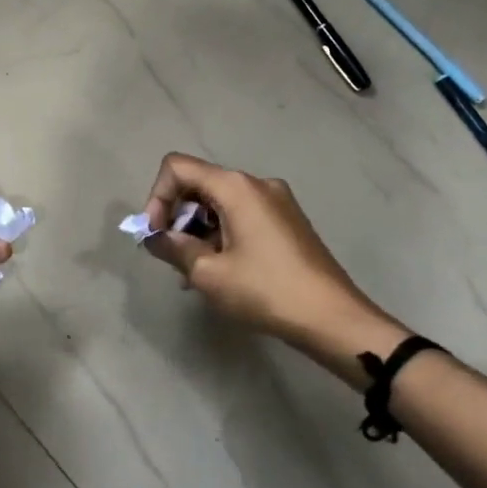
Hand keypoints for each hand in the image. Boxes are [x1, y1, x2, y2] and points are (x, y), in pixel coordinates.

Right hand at [139, 153, 402, 358]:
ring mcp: (277, 202)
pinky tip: (219, 273)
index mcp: (236, 187)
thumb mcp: (209, 273)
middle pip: (200, 184)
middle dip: (177, 217)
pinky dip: (221, 236)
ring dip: (198, 232)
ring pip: (220, 204)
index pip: (178, 168)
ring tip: (193, 275)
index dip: (157, 198)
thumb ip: (174, 248)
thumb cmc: (265, 291)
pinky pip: (241, 217)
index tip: (155, 235)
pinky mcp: (287, 222)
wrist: (332, 318)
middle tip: (172, 258)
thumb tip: (154, 237)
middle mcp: (257, 184)